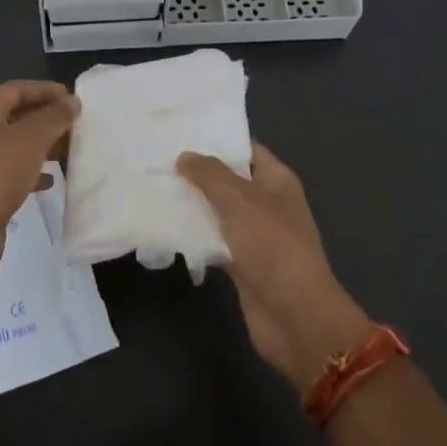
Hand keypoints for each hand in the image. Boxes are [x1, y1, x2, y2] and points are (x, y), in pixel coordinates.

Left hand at [0, 80, 77, 288]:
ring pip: (14, 145)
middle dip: (45, 118)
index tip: (71, 97)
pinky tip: (50, 181)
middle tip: (74, 124)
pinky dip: (31, 171)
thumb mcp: (31, 140)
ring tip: (68, 150)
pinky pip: (10, 171)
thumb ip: (54, 117)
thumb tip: (71, 103)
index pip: (15, 89)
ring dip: (41, 145)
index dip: (43, 90)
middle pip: (14, 116)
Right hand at [177, 143, 371, 391]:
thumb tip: (185, 156)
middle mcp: (267, 203)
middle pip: (229, 179)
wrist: (294, 316)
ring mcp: (254, 235)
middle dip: (197, 170)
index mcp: (277, 181)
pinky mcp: (241, 263)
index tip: (181, 129)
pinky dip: (193, 234)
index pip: (246, 149)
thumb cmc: (272, 247)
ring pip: (218, 210)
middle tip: (157, 156)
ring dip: (192, 202)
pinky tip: (163, 224)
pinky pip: (213, 239)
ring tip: (153, 185)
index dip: (218, 138)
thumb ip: (210, 174)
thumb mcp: (240, 200)